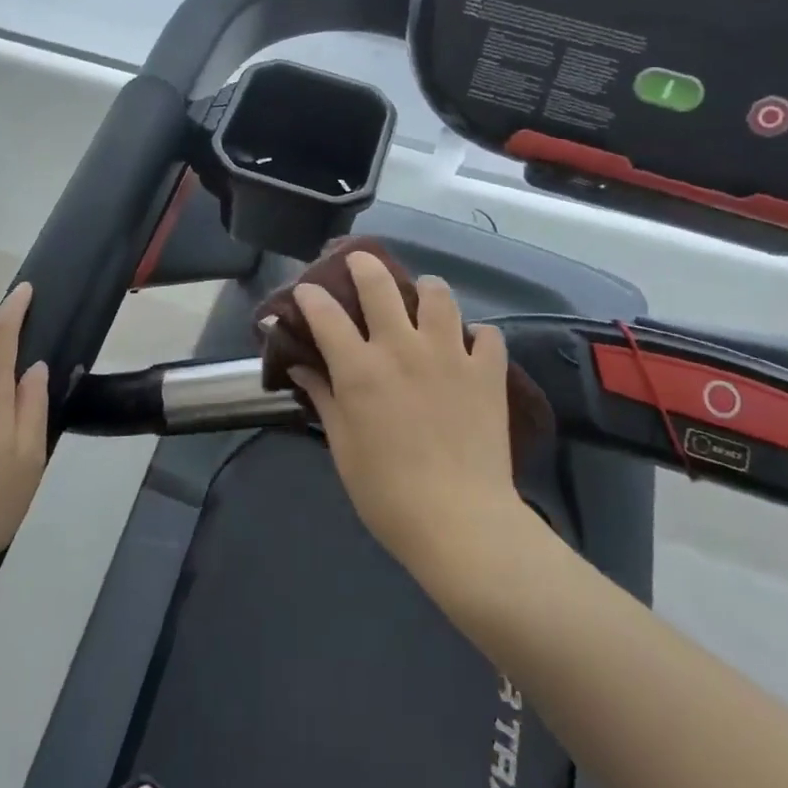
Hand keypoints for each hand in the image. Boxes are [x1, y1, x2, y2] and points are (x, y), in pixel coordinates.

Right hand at [288, 253, 522, 581]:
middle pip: (379, 284)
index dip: (309, 297)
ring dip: (425, 290)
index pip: (325, 313)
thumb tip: (300, 364)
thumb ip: (322, 396)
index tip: (305, 292)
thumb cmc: (387, 492)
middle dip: (363, 265)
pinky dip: (476, 336)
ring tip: (422, 299)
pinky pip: (487, 334)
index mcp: (361, 368)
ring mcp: (449, 354)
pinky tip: (469, 348)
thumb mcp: (342, 446)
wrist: (460, 522)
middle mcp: (402, 347)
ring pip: (438, 295)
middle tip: (359, 265)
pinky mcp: (487, 371)